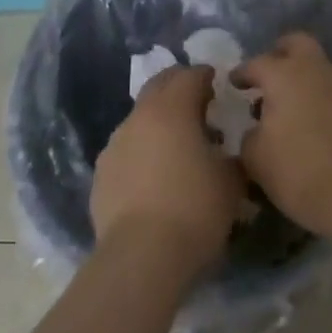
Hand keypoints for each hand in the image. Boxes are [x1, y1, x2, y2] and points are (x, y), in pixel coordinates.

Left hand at [91, 64, 245, 276]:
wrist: (141, 256)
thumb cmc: (194, 210)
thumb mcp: (230, 184)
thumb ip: (230, 159)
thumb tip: (225, 155)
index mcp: (172, 109)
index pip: (190, 76)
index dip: (205, 76)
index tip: (216, 83)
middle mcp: (139, 117)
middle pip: (159, 86)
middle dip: (178, 87)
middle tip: (197, 101)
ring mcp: (115, 143)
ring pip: (139, 118)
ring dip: (158, 121)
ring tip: (176, 145)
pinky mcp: (101, 172)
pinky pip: (126, 149)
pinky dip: (142, 150)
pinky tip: (153, 175)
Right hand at [235, 32, 331, 236]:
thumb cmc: (297, 170)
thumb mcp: (255, 158)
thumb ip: (249, 135)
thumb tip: (255, 129)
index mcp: (283, 74)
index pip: (256, 63)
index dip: (242, 73)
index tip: (233, 83)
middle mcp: (315, 70)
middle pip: (298, 43)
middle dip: (280, 52)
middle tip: (268, 74)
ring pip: (319, 68)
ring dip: (304, 78)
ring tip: (290, 106)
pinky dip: (321, 99)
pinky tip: (313, 123)